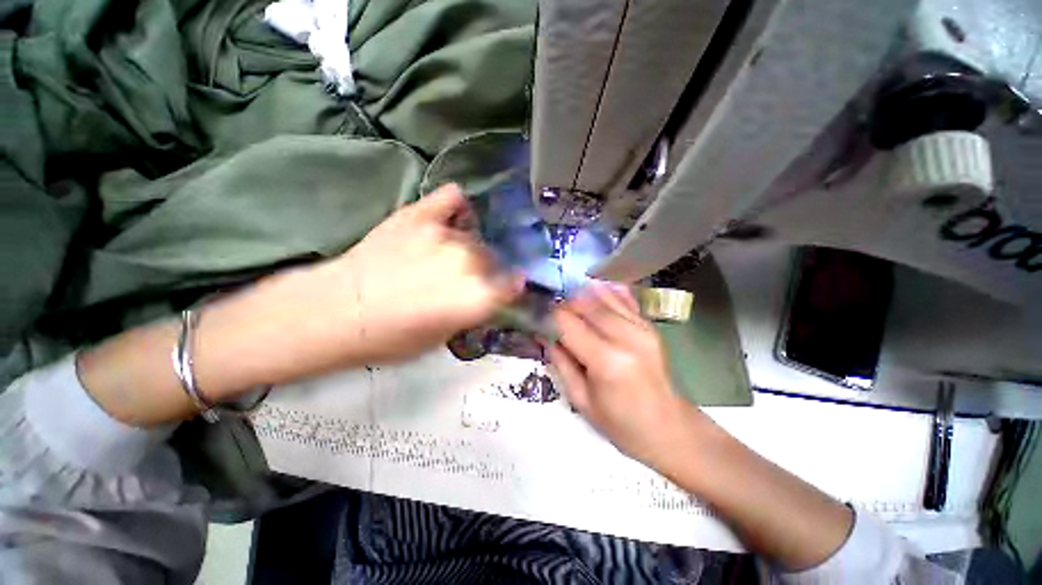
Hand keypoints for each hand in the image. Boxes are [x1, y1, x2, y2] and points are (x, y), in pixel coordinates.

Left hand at [306, 182, 524, 363]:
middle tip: (463, 278)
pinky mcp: (420, 214)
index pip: (515, 284)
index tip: (505, 288)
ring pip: (473, 235)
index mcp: (478, 296)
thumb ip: (473, 311)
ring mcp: (446, 233)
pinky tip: (448, 217)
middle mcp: (470, 261)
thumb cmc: (392, 337)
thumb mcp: (444, 338)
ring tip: (444, 255)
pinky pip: (452, 198)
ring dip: (466, 246)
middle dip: (485, 269)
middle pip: (493, 258)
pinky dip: (455, 207)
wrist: (339, 310)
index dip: (511, 286)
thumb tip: (487, 295)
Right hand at [549, 282, 699, 464]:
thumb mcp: (581, 400)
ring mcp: (642, 327)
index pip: (567, 322)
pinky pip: (622, 297)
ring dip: (580, 297)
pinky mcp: (650, 324)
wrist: (670, 428)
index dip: (548, 316)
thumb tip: (543, 334)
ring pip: (602, 295)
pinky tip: (592, 297)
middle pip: (584, 302)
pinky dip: (603, 293)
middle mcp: (626, 336)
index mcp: (607, 361)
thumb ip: (560, 362)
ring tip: (569, 307)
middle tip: (551, 314)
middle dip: (562, 304)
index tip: (536, 317)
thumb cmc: (621, 424)